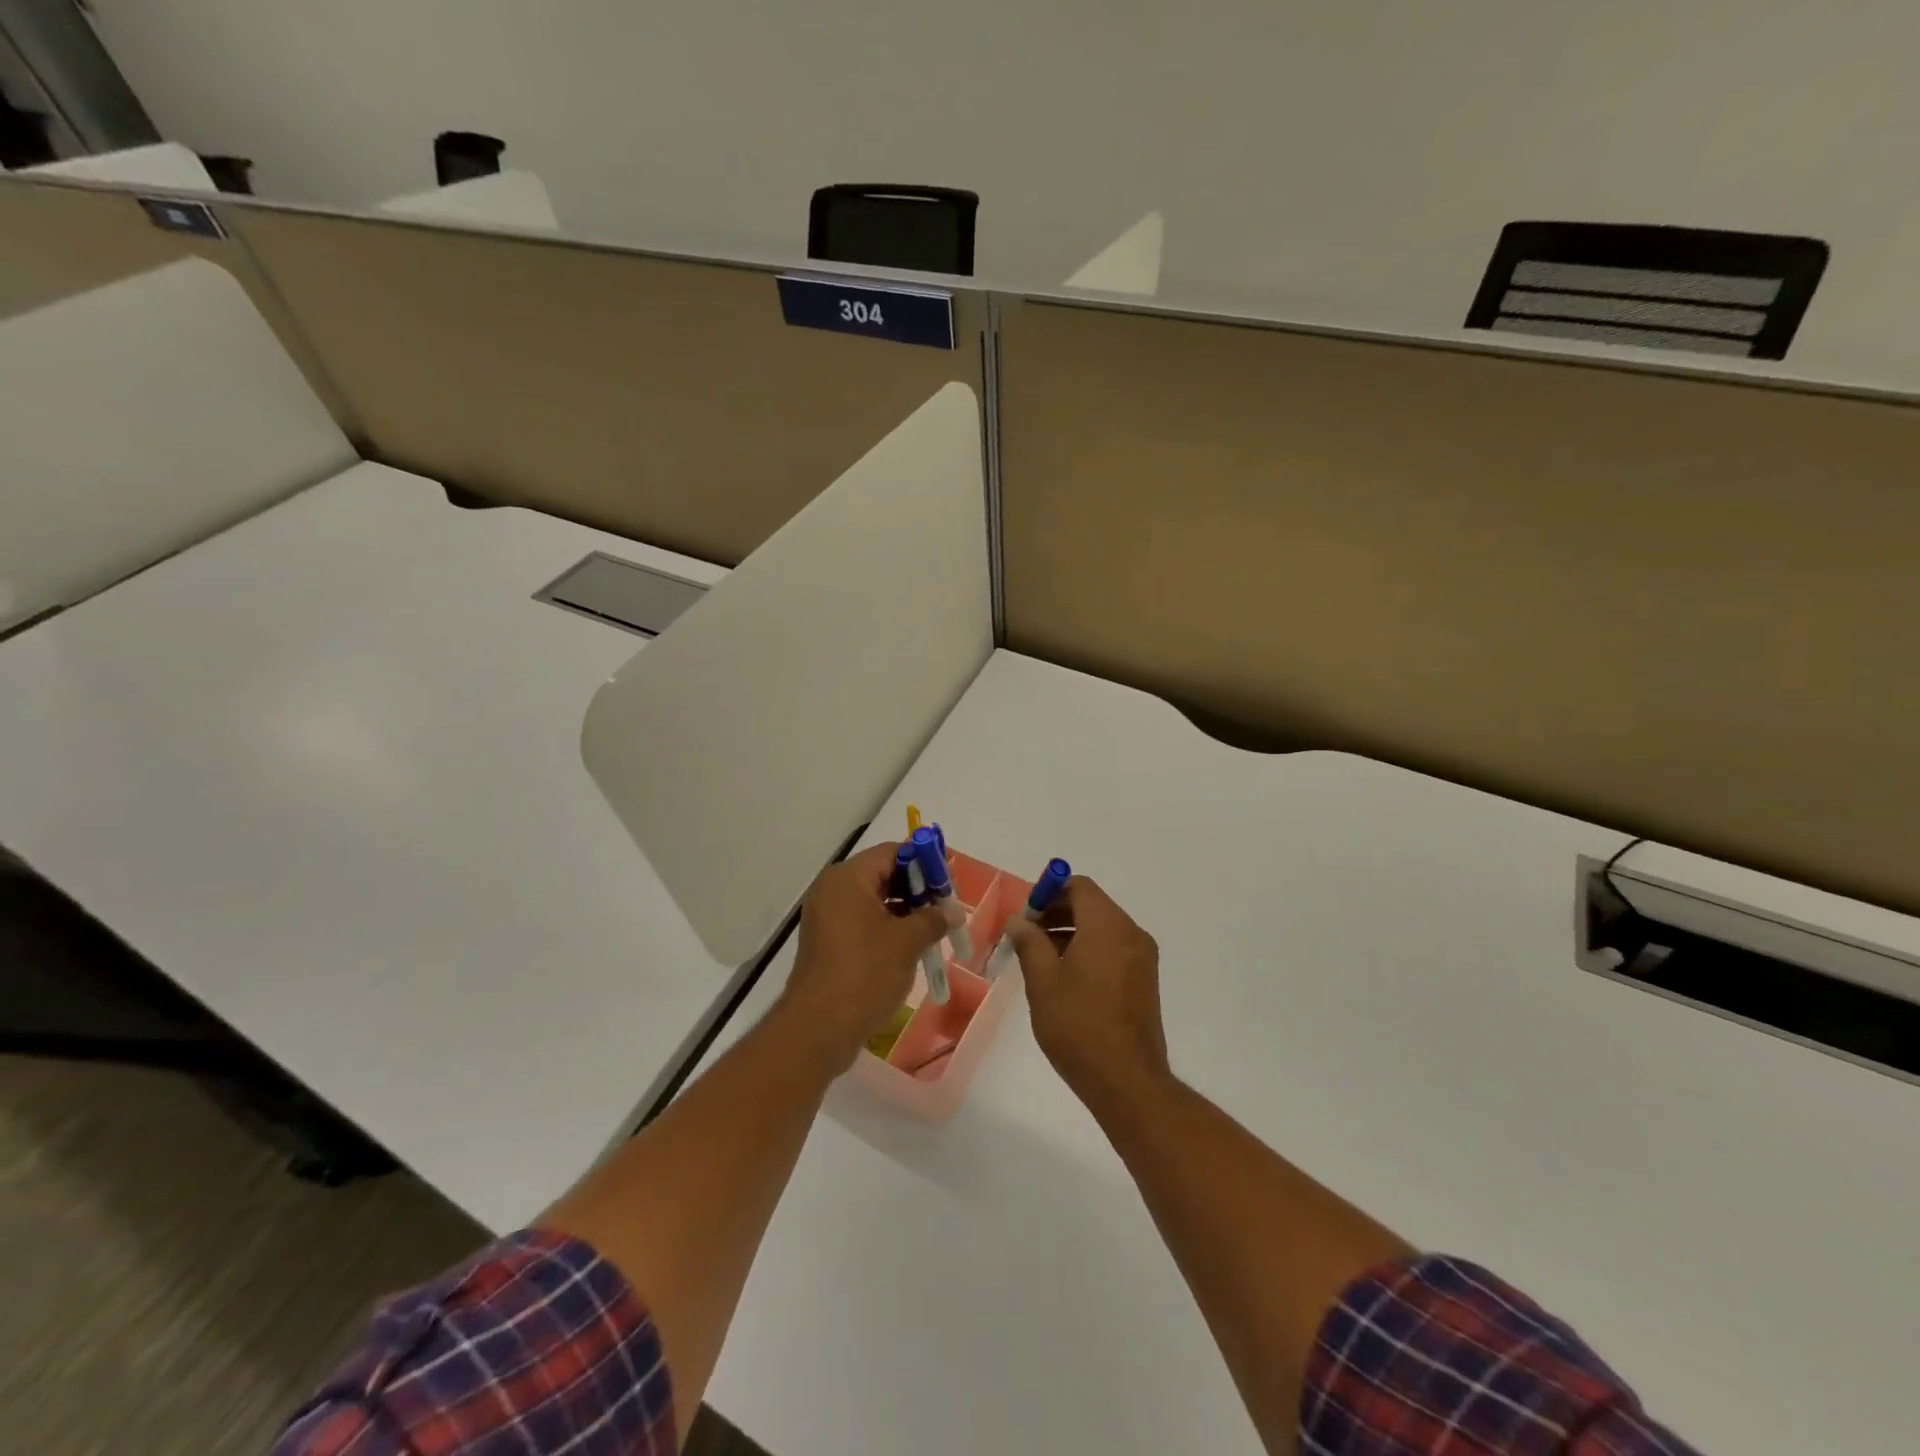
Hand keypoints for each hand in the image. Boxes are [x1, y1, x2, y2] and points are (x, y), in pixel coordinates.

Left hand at [776, 843, 945, 1073]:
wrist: (818, 1029)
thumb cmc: (864, 974)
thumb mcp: (907, 942)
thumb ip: (933, 919)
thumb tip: (953, 912)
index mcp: (848, 878)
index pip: (892, 853)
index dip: (924, 861)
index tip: (950, 878)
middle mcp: (833, 890)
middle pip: (883, 874)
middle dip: (917, 888)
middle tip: (947, 905)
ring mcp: (828, 917)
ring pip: (875, 901)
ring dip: (906, 910)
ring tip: (936, 928)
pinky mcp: (829, 943)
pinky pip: (864, 922)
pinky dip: (889, 927)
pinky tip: (913, 945)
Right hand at [1005, 877, 1170, 1116]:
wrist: (1127, 1082)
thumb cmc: (1079, 1026)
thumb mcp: (1043, 981)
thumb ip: (1029, 942)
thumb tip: (1019, 920)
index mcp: (1108, 926)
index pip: (1078, 886)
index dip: (1048, 893)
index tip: (1024, 917)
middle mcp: (1131, 933)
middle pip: (1091, 905)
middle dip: (1056, 913)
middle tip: (1025, 937)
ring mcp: (1142, 957)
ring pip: (1101, 928)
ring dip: (1069, 933)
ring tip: (1039, 960)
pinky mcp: (1144, 980)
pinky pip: (1112, 948)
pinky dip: (1087, 950)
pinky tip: (1064, 978)